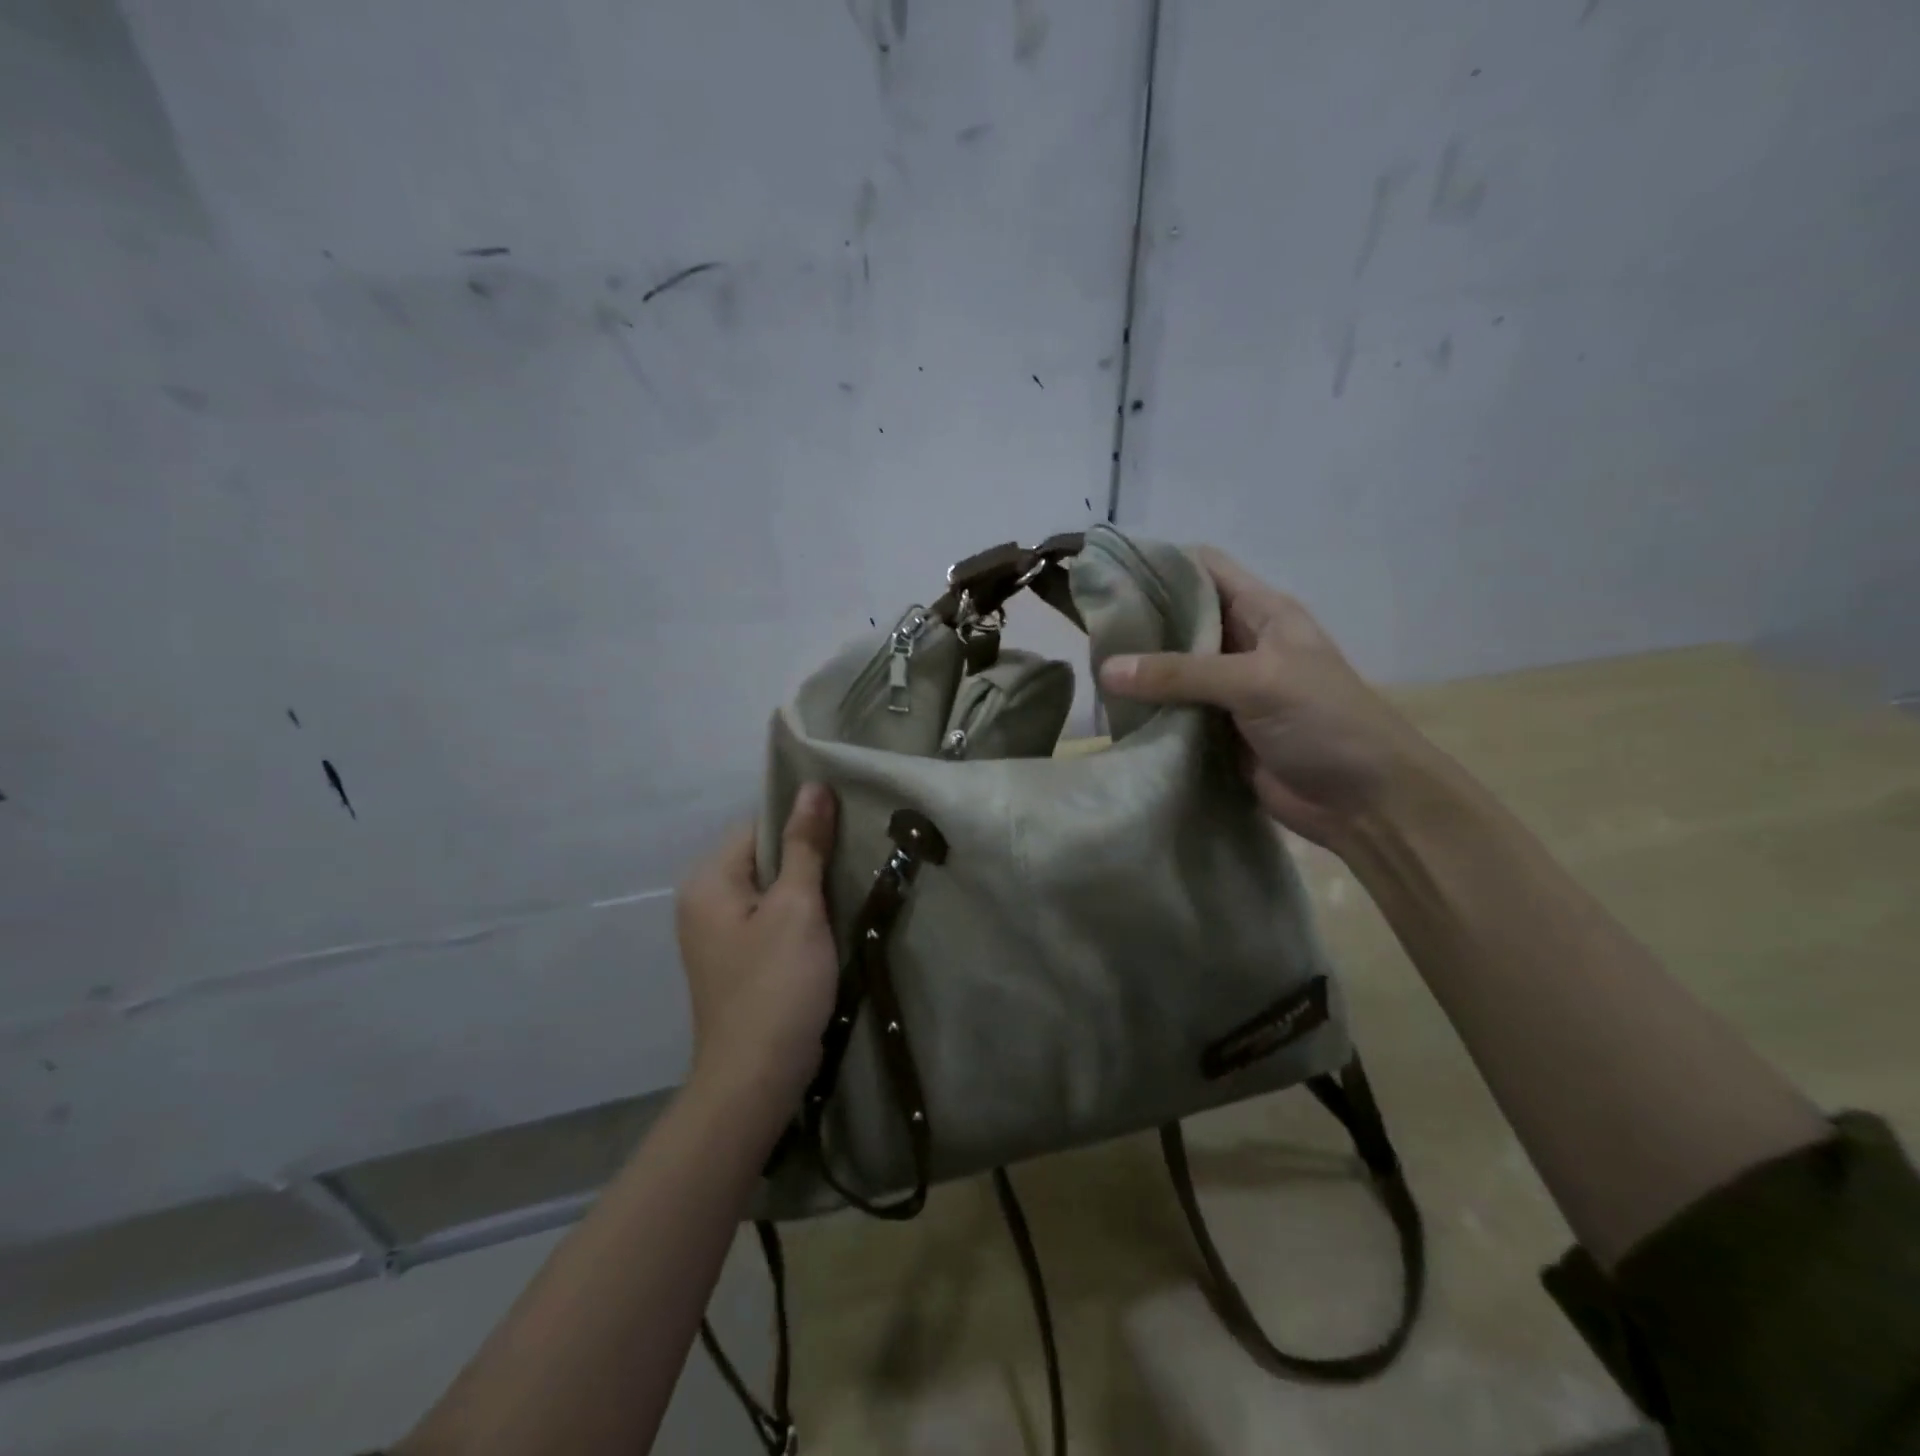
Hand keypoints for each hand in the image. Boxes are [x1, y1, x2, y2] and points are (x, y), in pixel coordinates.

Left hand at [675, 784, 839, 1105]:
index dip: (802, 825)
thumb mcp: (796, 907)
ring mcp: (717, 935)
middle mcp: (703, 901)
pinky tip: (829, 926)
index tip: (846, 831)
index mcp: (708, 881)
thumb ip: (805, 845)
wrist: (756, 1078)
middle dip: (807, 858)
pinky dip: (799, 917)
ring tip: (848, 889)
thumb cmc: (777, 984)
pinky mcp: (737, 961)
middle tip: (853, 860)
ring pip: (771, 890)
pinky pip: (770, 920)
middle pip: (764, 857)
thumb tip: (813, 786)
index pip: (759, 826)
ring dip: (807, 889)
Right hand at [1099, 547, 1437, 847]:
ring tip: (1087, 663)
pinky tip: (1112, 709)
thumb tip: (1106, 668)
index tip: (1109, 571)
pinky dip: (1147, 709)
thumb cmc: (1324, 722)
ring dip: (1138, 668)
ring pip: (1172, 667)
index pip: (1204, 568)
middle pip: (1181, 618)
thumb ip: (1181, 673)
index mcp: (1263, 612)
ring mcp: (1228, 689)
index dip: (1160, 563)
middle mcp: (1242, 643)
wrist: (1365, 801)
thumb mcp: (1256, 682)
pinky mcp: (1217, 730)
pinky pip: (1173, 710)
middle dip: (1139, 618)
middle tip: (1088, 623)